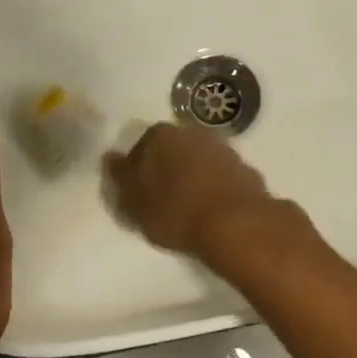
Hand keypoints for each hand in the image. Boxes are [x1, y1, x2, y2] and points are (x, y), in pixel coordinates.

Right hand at [103, 122, 279, 259]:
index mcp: (162, 135)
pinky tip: (212, 210)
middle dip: (168, 168)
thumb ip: (121, 177)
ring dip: (193, 176)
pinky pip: (222, 177)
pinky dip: (215, 187)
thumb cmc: (175, 212)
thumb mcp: (135, 202)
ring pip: (200, 160)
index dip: (139, 168)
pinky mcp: (246, 169)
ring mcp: (224, 149)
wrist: (235, 224)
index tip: (139, 191)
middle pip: (174, 149)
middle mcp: (194, 133)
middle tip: (162, 199)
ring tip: (188, 207)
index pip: (143, 144)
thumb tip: (110, 156)